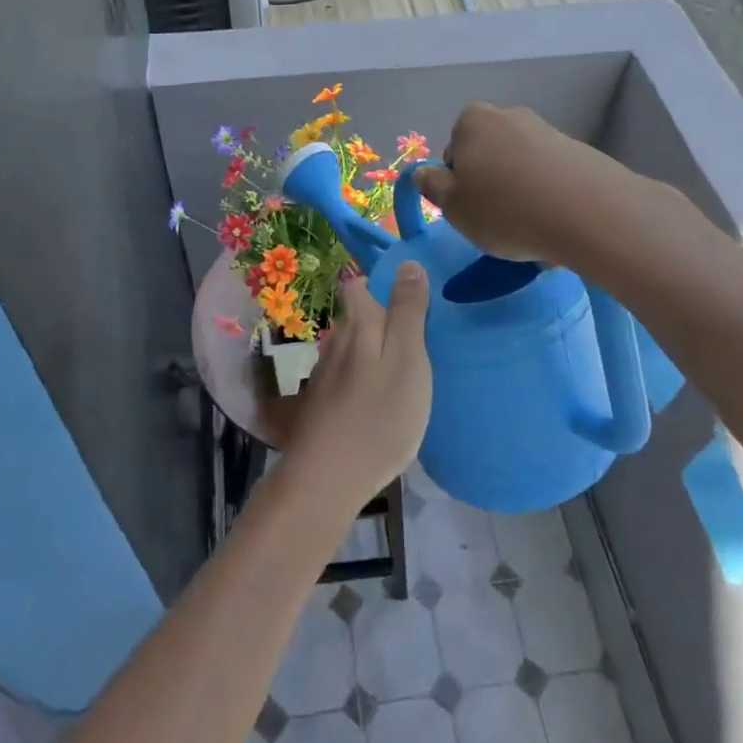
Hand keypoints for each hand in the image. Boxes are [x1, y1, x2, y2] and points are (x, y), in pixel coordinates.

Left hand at [287, 264, 431, 507]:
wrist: (327, 479)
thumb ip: (408, 311)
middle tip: (419, 340)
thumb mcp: (407, 358)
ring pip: (353, 349)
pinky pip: (348, 378)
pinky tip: (382, 402)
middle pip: (357, 317)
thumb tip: (407, 263)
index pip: (359, 285)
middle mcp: (335, 341)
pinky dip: (365, 380)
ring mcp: (325, 375)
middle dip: (383, 320)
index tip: (411, 299)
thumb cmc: (378, 415)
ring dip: (374, 352)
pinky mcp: (322, 405)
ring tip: (405, 371)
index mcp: (357, 324)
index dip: (382, 285)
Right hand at [413, 103, 625, 263]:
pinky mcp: (580, 152)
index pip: (453, 150)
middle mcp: (510, 116)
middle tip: (496, 219)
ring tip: (530, 227)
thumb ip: (432, 186)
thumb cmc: (504, 208)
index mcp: (472, 121)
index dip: (457, 181)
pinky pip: (552, 176)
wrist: (588, 212)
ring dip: (521, 191)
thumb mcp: (453, 206)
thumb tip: (424, 173)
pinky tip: (555, 222)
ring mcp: (548, 131)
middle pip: (489, 154)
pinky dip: (549, 195)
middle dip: (490, 182)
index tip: (469, 208)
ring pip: (521, 166)